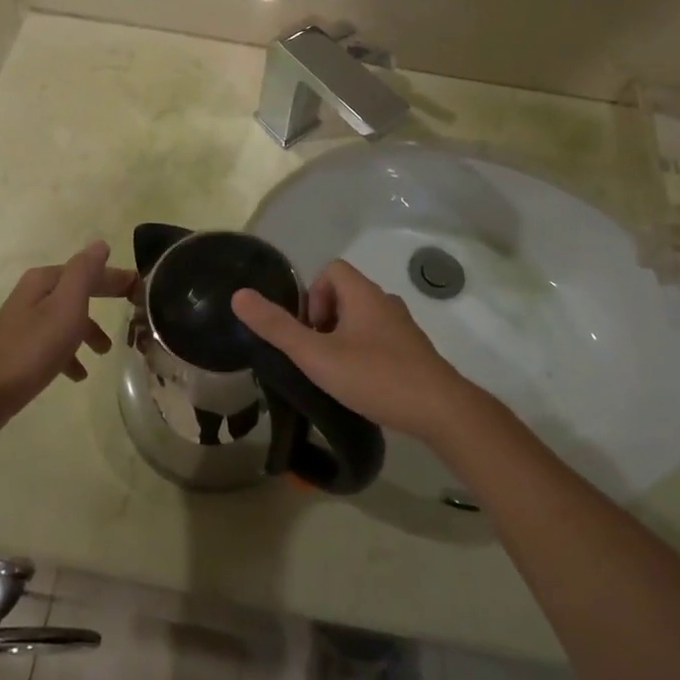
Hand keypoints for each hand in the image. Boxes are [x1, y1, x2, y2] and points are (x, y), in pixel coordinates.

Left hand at [0, 240, 135, 444]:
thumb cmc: (30, 349)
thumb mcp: (65, 306)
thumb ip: (84, 273)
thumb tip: (100, 244)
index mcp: (45, 281)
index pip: (89, 270)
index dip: (116, 277)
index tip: (142, 289)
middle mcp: (33, 296)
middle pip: (78, 292)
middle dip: (104, 299)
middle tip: (134, 311)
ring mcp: (25, 324)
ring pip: (67, 319)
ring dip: (89, 330)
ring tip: (106, 351)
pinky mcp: (20, 351)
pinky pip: (54, 345)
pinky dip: (70, 354)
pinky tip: (79, 374)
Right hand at [230, 260, 478, 446]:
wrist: (440, 410)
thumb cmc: (375, 376)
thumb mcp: (317, 355)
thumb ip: (277, 328)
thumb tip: (239, 296)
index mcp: (363, 294)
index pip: (331, 269)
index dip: (312, 295)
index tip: (309, 331)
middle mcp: (385, 302)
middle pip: (345, 294)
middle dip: (324, 321)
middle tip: (318, 356)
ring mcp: (403, 327)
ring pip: (362, 319)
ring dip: (343, 339)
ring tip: (336, 373)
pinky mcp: (414, 352)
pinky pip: (380, 340)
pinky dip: (364, 353)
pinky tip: (362, 385)